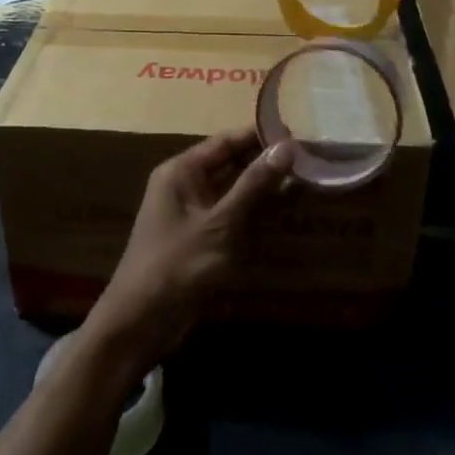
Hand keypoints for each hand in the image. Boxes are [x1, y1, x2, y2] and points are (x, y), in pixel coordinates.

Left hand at [84, 129, 293, 370]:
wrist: (142, 321)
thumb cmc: (178, 265)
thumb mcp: (221, 224)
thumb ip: (254, 185)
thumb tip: (287, 146)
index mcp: (181, 171)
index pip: (226, 141)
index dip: (261, 135)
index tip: (301, 133)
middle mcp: (185, 185)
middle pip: (231, 163)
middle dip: (267, 162)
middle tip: (312, 158)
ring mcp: (193, 213)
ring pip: (234, 190)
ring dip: (265, 188)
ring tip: (308, 180)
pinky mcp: (201, 239)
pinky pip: (232, 215)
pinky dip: (256, 212)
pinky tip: (286, 212)